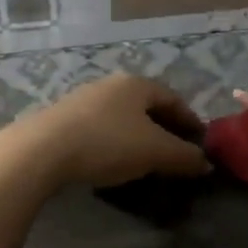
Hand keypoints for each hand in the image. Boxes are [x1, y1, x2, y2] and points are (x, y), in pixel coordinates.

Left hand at [0, 73, 211, 189]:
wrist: (42, 151)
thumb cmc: (108, 143)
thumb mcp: (155, 152)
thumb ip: (184, 156)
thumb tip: (206, 163)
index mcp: (137, 84)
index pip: (173, 99)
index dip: (190, 121)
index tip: (200, 143)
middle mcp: (110, 84)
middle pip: (146, 106)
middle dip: (164, 129)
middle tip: (175, 153)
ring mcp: (83, 99)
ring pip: (121, 117)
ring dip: (137, 137)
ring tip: (145, 161)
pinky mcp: (62, 120)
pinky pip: (100, 129)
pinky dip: (114, 143)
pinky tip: (112, 162)